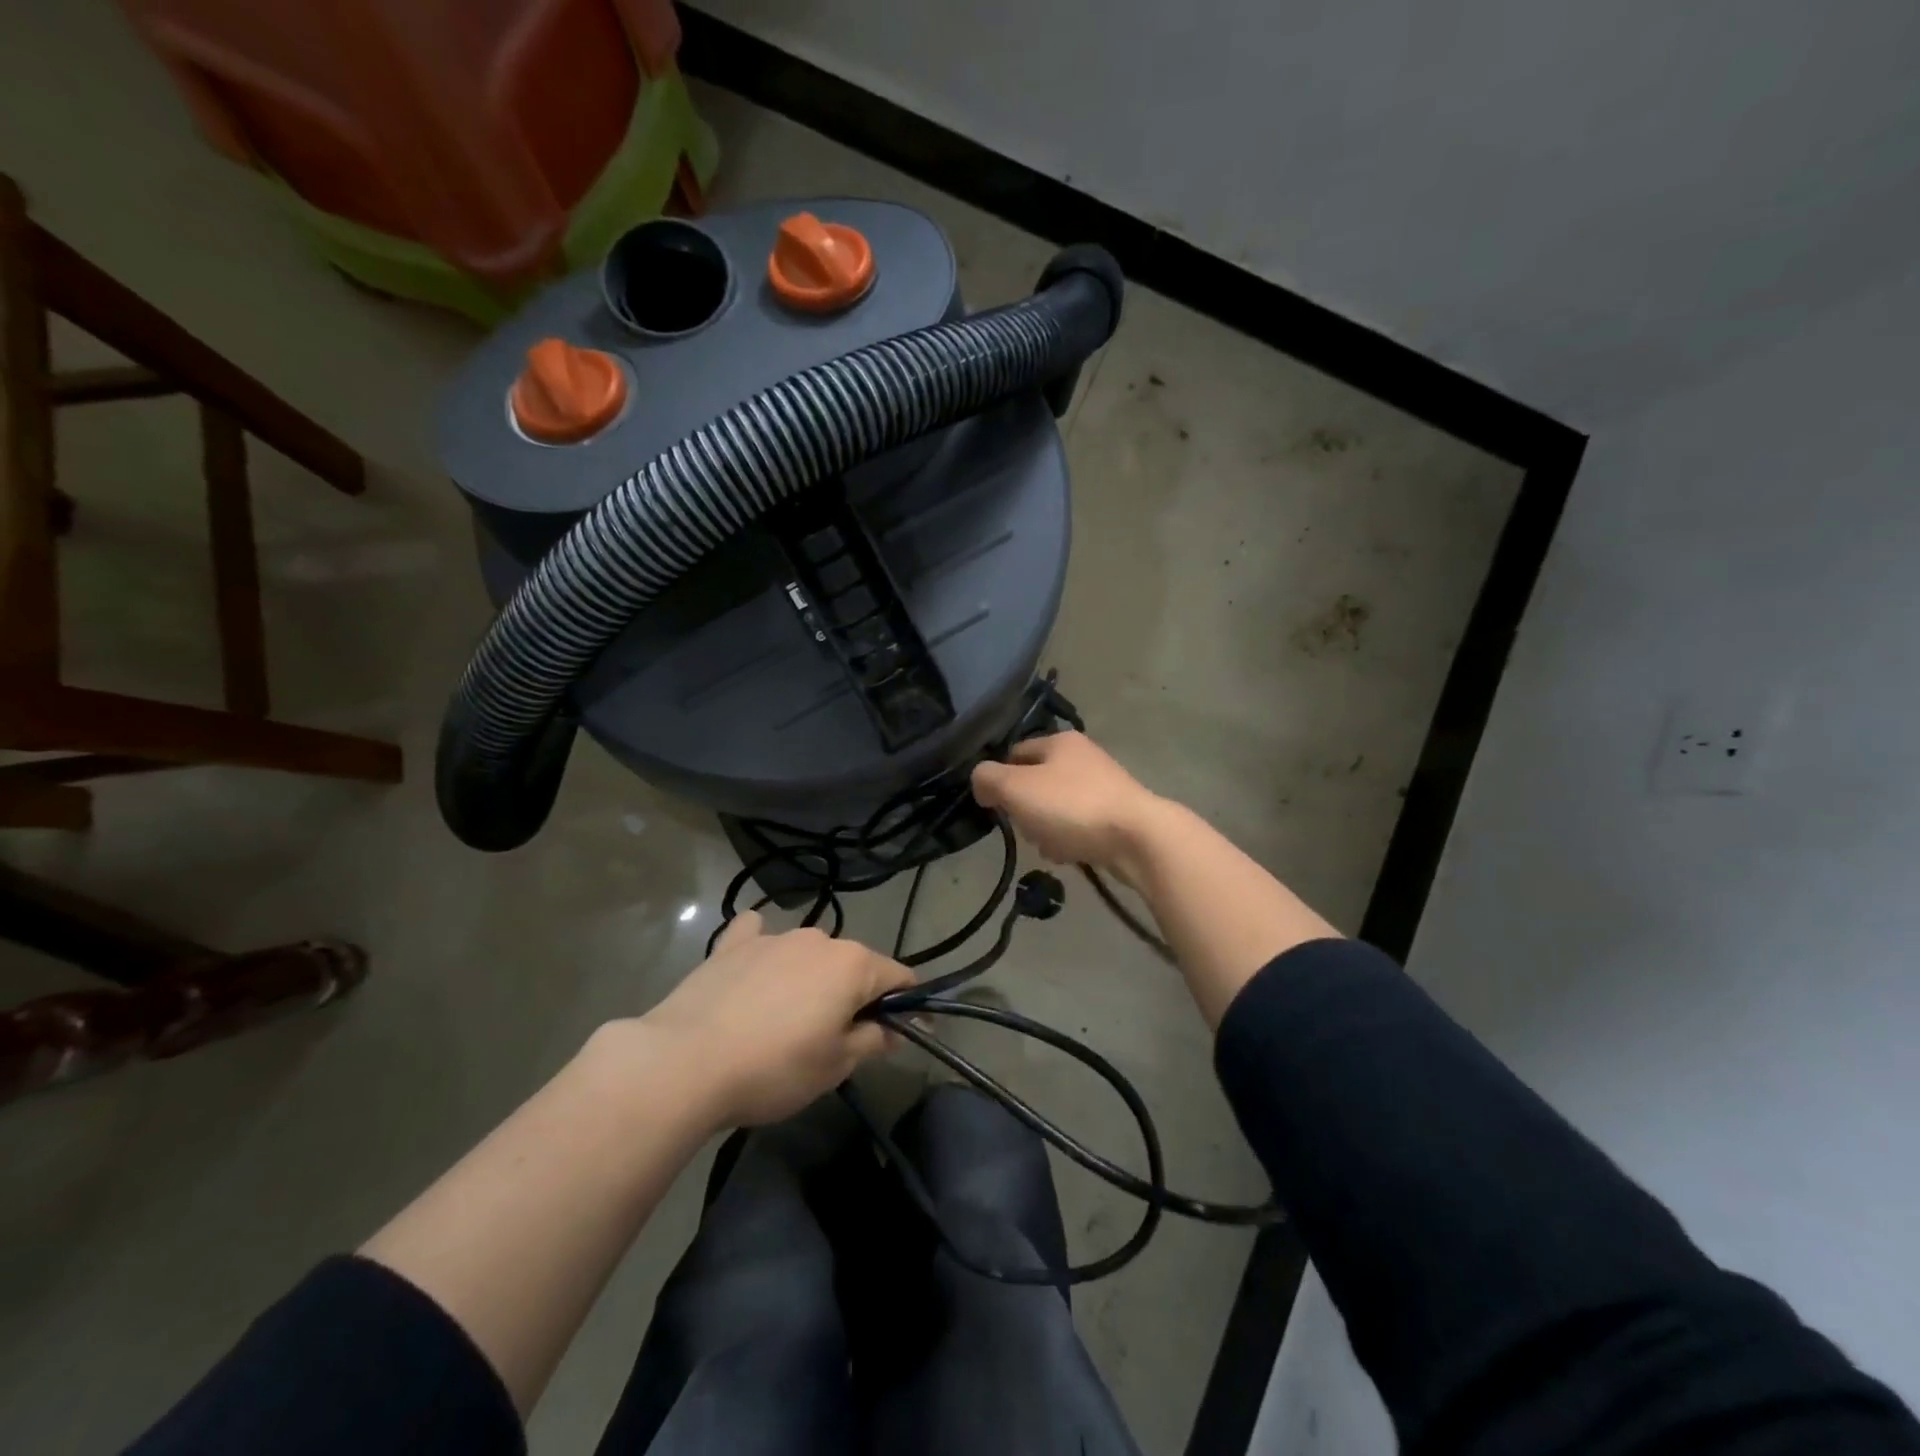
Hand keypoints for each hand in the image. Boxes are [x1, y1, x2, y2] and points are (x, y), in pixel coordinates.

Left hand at [635, 912, 914, 1127]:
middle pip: (852, 965)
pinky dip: (764, 948)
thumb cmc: (773, 1068)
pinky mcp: (732, 944)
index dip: (906, 1005)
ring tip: (787, 1020)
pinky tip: (753, 967)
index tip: (901, 1034)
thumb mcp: (835, 1066)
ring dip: (811, 979)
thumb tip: (893, 1030)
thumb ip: (872, 1040)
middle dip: (854, 995)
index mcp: (852, 964)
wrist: (684, 1062)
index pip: (898, 977)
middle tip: (837, 1040)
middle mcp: (818, 939)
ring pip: (809, 955)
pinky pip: (757, 936)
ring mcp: (773, 937)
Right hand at [971, 731, 1164, 879]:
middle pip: (1036, 782)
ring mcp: (1104, 786)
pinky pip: (1079, 826)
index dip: (999, 777)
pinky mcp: (1117, 815)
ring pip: (1056, 807)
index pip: (1015, 752)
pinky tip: (1070, 854)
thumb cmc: (1072, 807)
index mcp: (1060, 741)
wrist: (1138, 838)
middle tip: (1024, 826)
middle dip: (1025, 808)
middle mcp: (1084, 757)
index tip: (994, 804)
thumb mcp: (1017, 788)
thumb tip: (980, 781)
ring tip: (1049, 845)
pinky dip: (1070, 839)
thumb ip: (989, 779)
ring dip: (1046, 828)